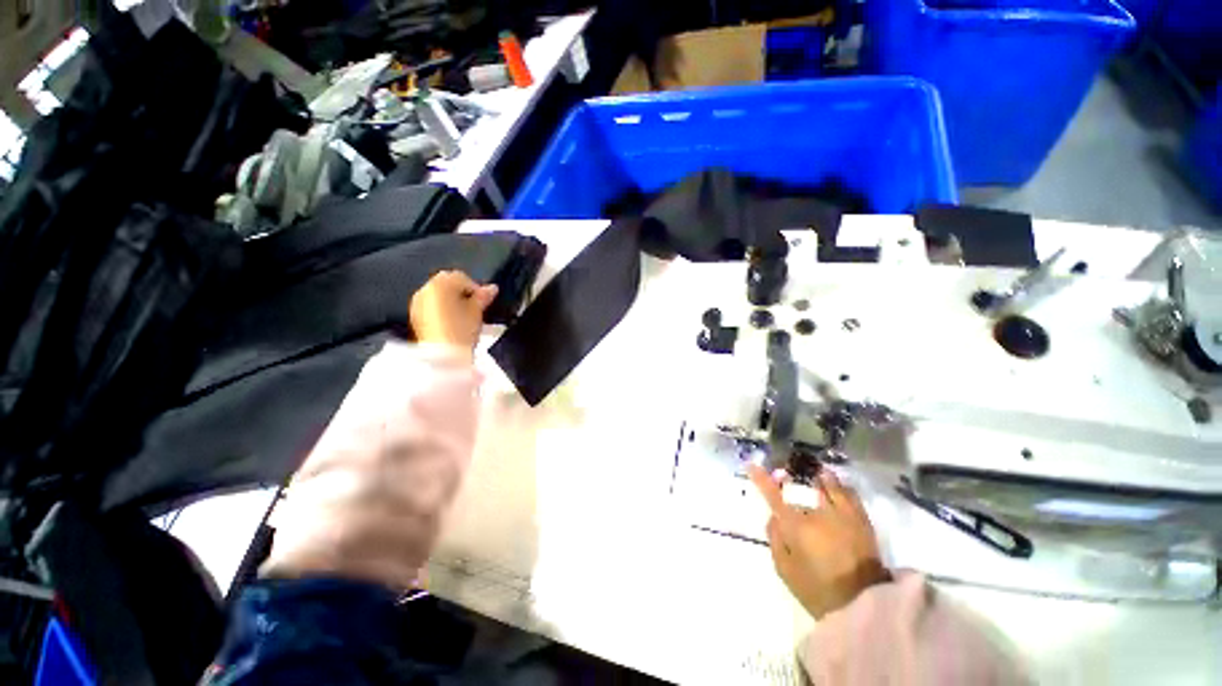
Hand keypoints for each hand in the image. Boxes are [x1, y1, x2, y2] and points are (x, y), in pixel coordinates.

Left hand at [410, 270, 498, 350]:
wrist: (442, 357)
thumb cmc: (461, 330)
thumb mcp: (476, 312)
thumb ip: (483, 297)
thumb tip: (492, 288)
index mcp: (439, 284)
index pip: (460, 277)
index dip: (474, 287)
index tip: (484, 301)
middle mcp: (425, 289)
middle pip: (446, 283)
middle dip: (460, 291)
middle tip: (474, 306)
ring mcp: (417, 303)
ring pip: (437, 294)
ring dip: (450, 299)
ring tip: (463, 314)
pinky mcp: (415, 317)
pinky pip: (431, 305)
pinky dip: (441, 308)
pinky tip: (452, 321)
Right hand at [749, 464, 890, 619]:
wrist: (864, 605)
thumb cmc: (819, 590)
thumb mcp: (786, 570)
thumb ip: (775, 540)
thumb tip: (773, 517)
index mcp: (796, 525)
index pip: (772, 494)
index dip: (760, 478)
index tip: (751, 465)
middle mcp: (818, 513)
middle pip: (800, 487)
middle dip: (789, 479)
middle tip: (783, 474)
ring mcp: (842, 514)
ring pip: (827, 484)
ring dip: (817, 477)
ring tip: (813, 471)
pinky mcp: (861, 520)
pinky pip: (849, 493)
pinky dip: (840, 485)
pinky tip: (835, 484)